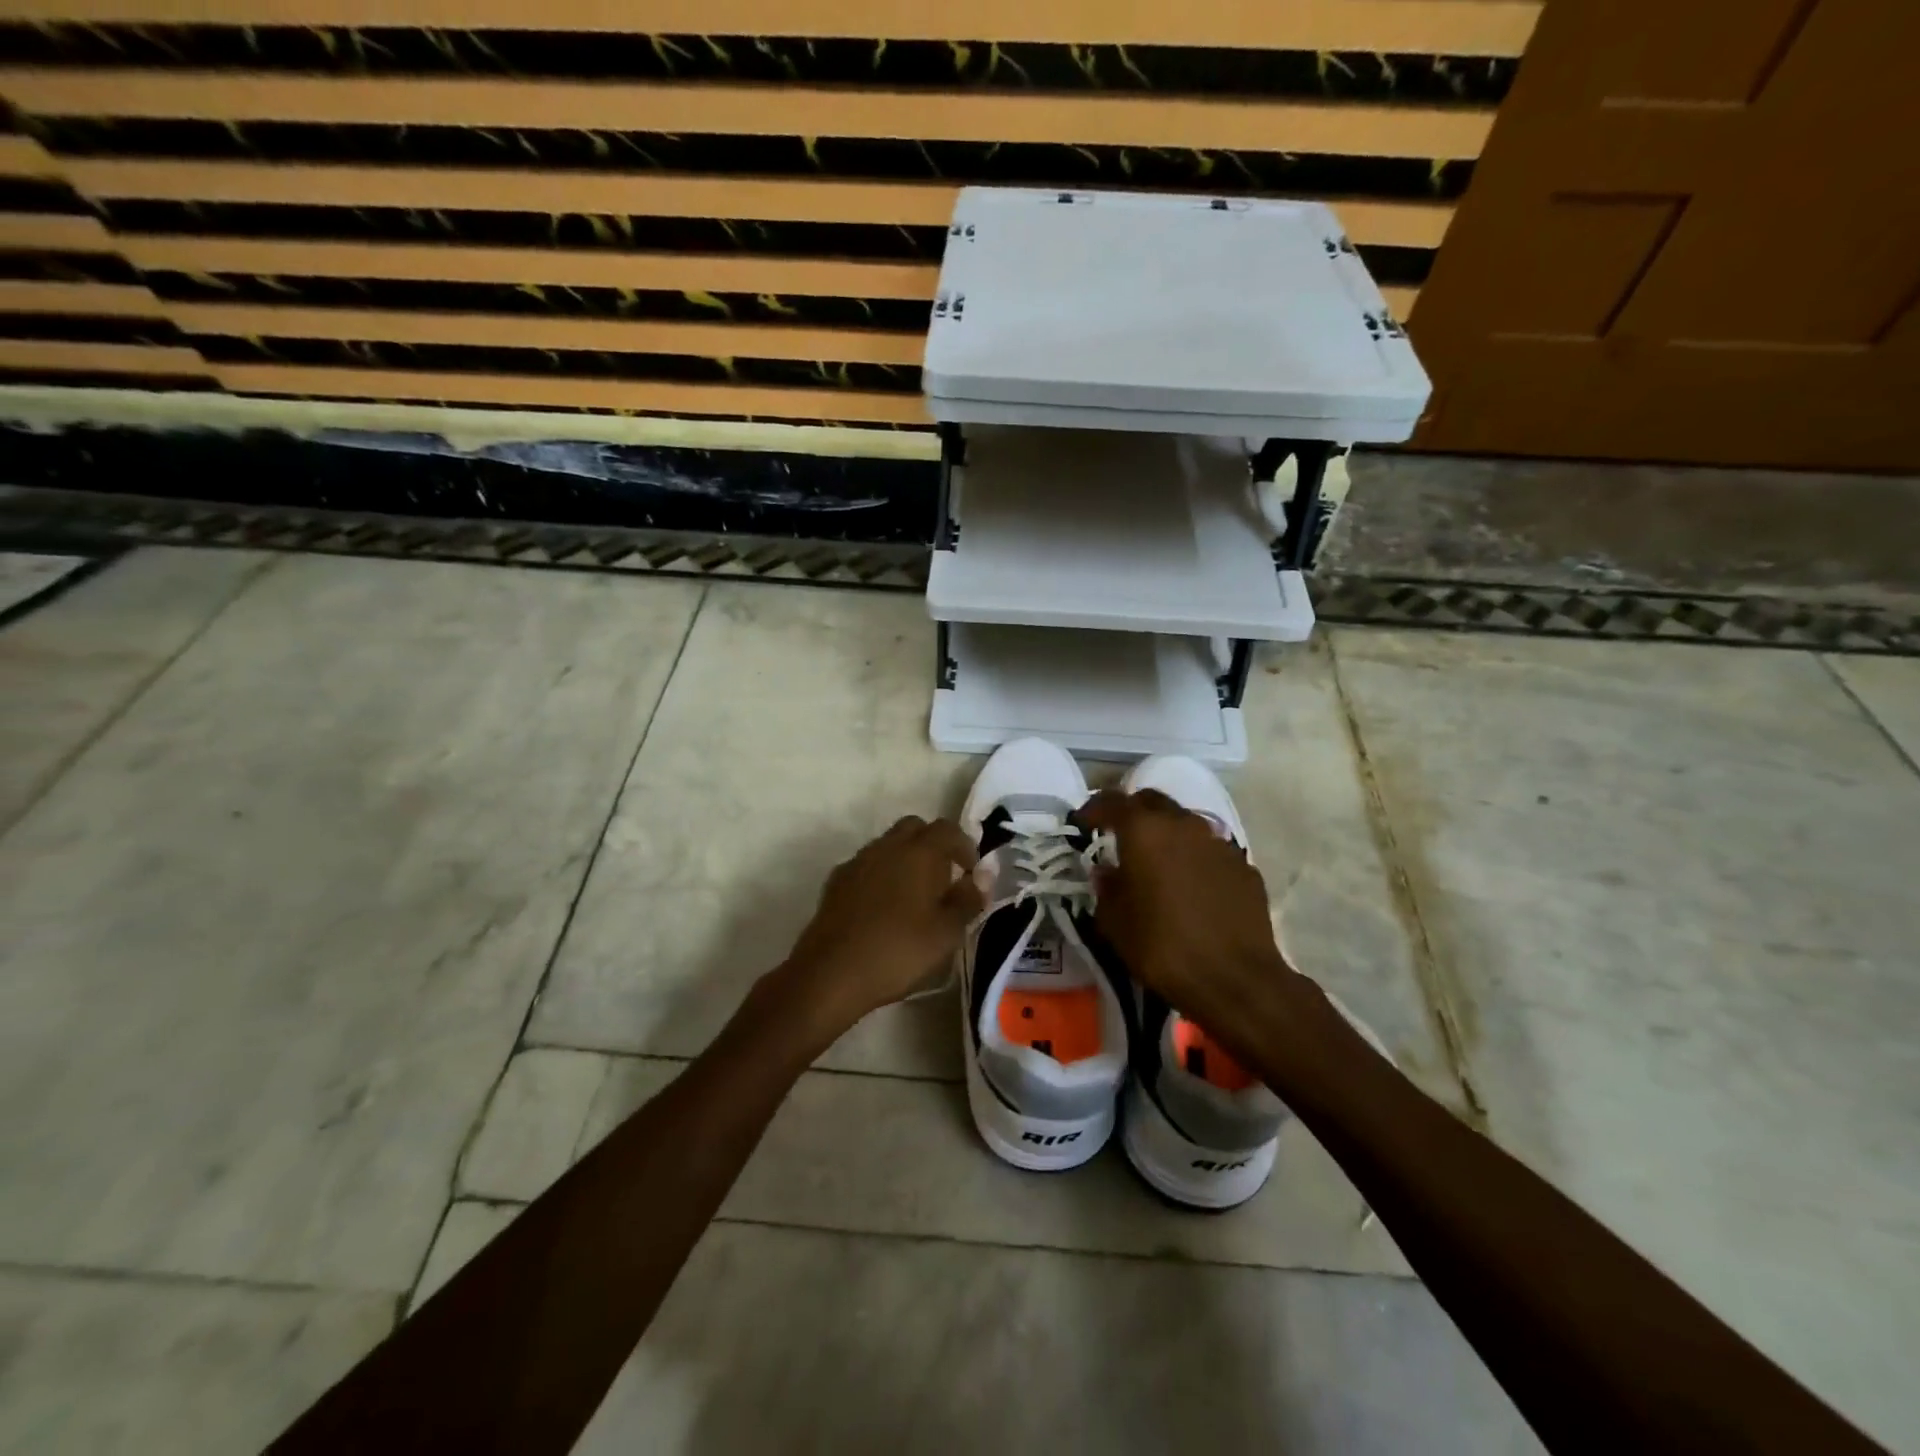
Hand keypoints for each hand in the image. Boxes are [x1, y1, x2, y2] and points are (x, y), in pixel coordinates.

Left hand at [778, 815, 984, 1033]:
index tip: (971, 872)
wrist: (831, 973)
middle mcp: (886, 846)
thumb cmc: (899, 951)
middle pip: (914, 828)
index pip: (947, 829)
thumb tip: (980, 878)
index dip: (964, 846)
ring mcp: (857, 862)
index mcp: (919, 852)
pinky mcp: (835, 882)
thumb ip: (968, 900)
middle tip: (944, 878)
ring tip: (915, 896)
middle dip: (933, 845)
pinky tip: (883, 908)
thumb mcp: (947, 932)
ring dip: (905, 859)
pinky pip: (866, 866)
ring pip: (887, 845)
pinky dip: (881, 875)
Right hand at [1079, 789, 1293, 1028]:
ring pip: (1185, 824)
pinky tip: (1191, 887)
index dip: (1093, 809)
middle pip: (1152, 802)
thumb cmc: (1162, 947)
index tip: (1082, 824)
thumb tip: (1107, 871)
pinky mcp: (1244, 867)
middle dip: (1132, 813)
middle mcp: (1183, 825)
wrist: (1235, 980)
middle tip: (1119, 837)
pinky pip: (1210, 851)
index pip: (1112, 801)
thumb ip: (1106, 887)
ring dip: (1167, 835)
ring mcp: (1219, 843)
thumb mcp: (1114, 922)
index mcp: (1145, 831)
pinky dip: (1194, 859)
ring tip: (1157, 864)